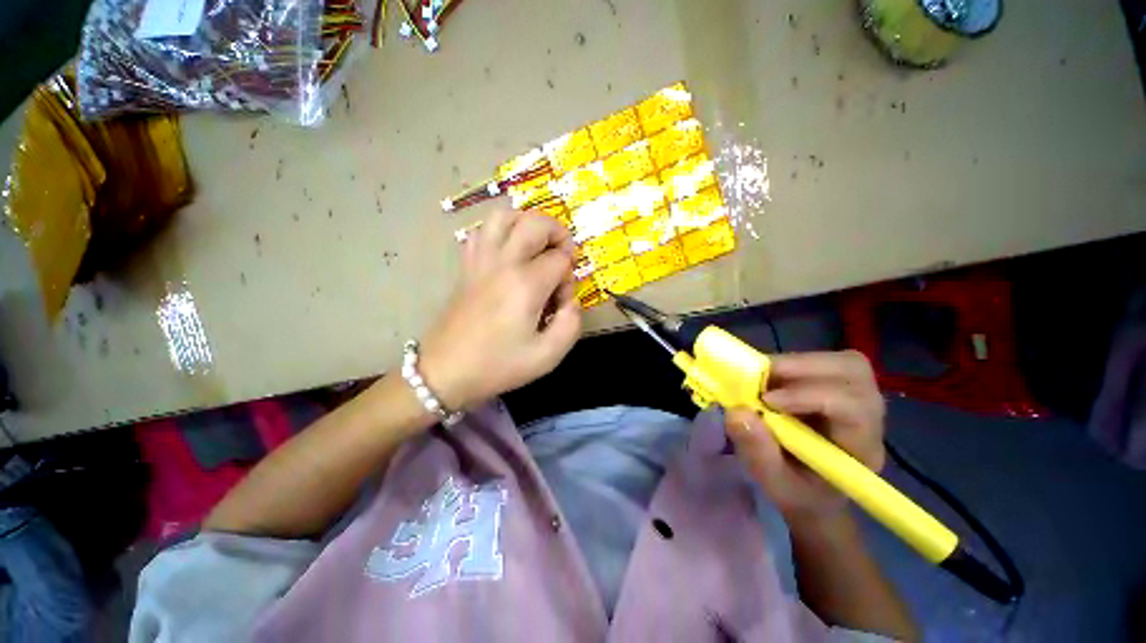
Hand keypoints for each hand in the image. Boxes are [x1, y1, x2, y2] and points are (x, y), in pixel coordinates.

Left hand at [418, 209, 581, 409]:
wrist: (445, 372)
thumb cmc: (497, 366)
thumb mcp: (546, 356)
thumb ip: (571, 324)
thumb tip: (571, 301)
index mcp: (525, 285)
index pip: (560, 260)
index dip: (569, 277)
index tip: (561, 301)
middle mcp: (503, 263)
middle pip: (535, 223)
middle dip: (558, 233)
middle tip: (563, 255)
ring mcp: (480, 261)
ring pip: (504, 216)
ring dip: (527, 223)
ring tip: (537, 244)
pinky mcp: (466, 266)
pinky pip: (481, 232)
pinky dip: (499, 231)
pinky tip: (508, 252)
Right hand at [724, 350, 885, 524]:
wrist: (814, 493)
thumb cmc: (799, 493)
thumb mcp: (775, 484)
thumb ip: (758, 452)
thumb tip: (736, 412)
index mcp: (861, 448)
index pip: (852, 407)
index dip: (809, 395)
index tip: (767, 400)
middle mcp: (868, 416)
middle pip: (853, 371)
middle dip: (802, 367)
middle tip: (761, 376)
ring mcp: (856, 398)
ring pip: (840, 361)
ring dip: (794, 363)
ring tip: (761, 377)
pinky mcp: (837, 387)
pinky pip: (821, 362)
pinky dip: (790, 364)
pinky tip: (769, 379)